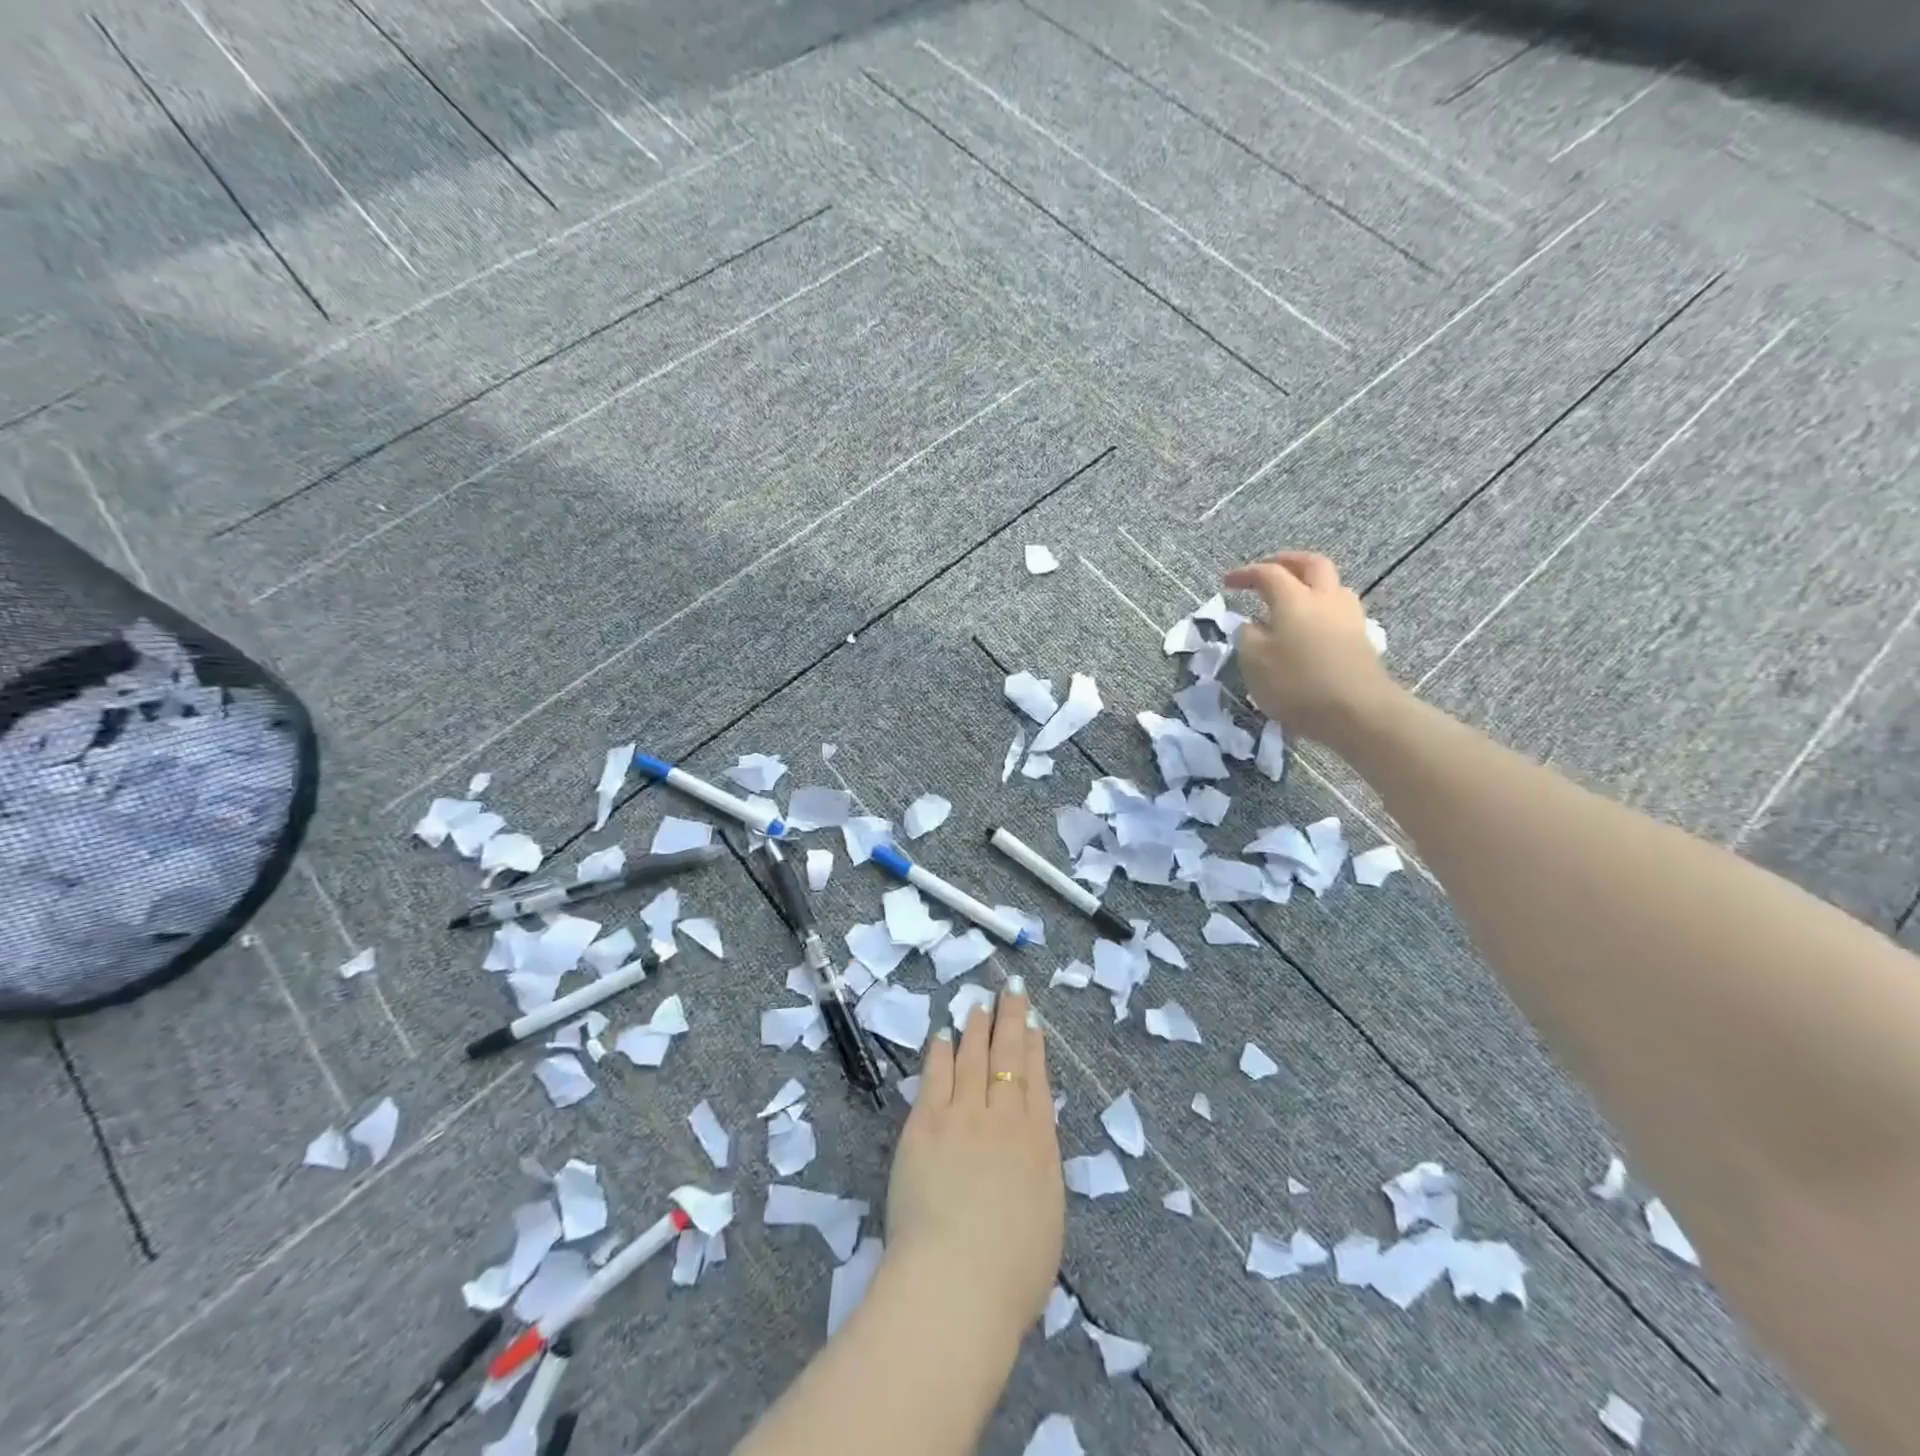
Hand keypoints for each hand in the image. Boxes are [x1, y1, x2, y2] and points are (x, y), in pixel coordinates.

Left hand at [885, 978, 1063, 1336]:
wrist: (957, 1284)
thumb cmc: (1012, 1272)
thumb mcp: (1047, 1216)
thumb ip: (1039, 1168)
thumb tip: (1030, 1140)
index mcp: (1038, 1142)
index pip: (1036, 1079)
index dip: (1033, 1045)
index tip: (1031, 1018)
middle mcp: (1003, 1118)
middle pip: (1007, 1057)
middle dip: (1010, 1019)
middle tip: (1009, 989)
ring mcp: (961, 1117)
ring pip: (971, 1058)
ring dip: (975, 1028)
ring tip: (977, 1005)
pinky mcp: (924, 1125)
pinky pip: (934, 1077)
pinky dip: (940, 1053)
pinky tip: (942, 1035)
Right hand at [1224, 550, 1398, 746]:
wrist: (1357, 711)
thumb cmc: (1297, 684)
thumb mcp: (1254, 662)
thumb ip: (1248, 637)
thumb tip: (1252, 625)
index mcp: (1294, 599)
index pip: (1268, 573)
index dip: (1246, 574)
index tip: (1227, 582)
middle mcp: (1324, 598)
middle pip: (1311, 564)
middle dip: (1287, 561)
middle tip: (1268, 569)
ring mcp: (1349, 617)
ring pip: (1332, 584)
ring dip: (1310, 583)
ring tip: (1294, 597)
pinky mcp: (1361, 638)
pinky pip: (1339, 609)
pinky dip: (1322, 607)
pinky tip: (1312, 625)